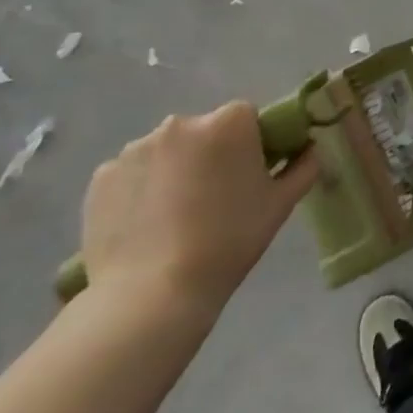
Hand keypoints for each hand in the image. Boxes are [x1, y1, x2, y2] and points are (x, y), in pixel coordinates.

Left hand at [80, 101, 318, 320]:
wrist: (152, 295)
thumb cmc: (228, 242)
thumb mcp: (280, 205)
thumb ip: (303, 167)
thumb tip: (310, 149)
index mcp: (228, 122)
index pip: (247, 117)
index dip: (252, 144)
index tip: (250, 176)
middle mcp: (180, 123)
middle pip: (204, 131)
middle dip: (211, 155)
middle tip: (215, 199)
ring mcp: (135, 149)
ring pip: (167, 152)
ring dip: (175, 171)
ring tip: (176, 217)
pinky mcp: (102, 177)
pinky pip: (132, 174)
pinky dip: (141, 190)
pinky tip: (146, 225)